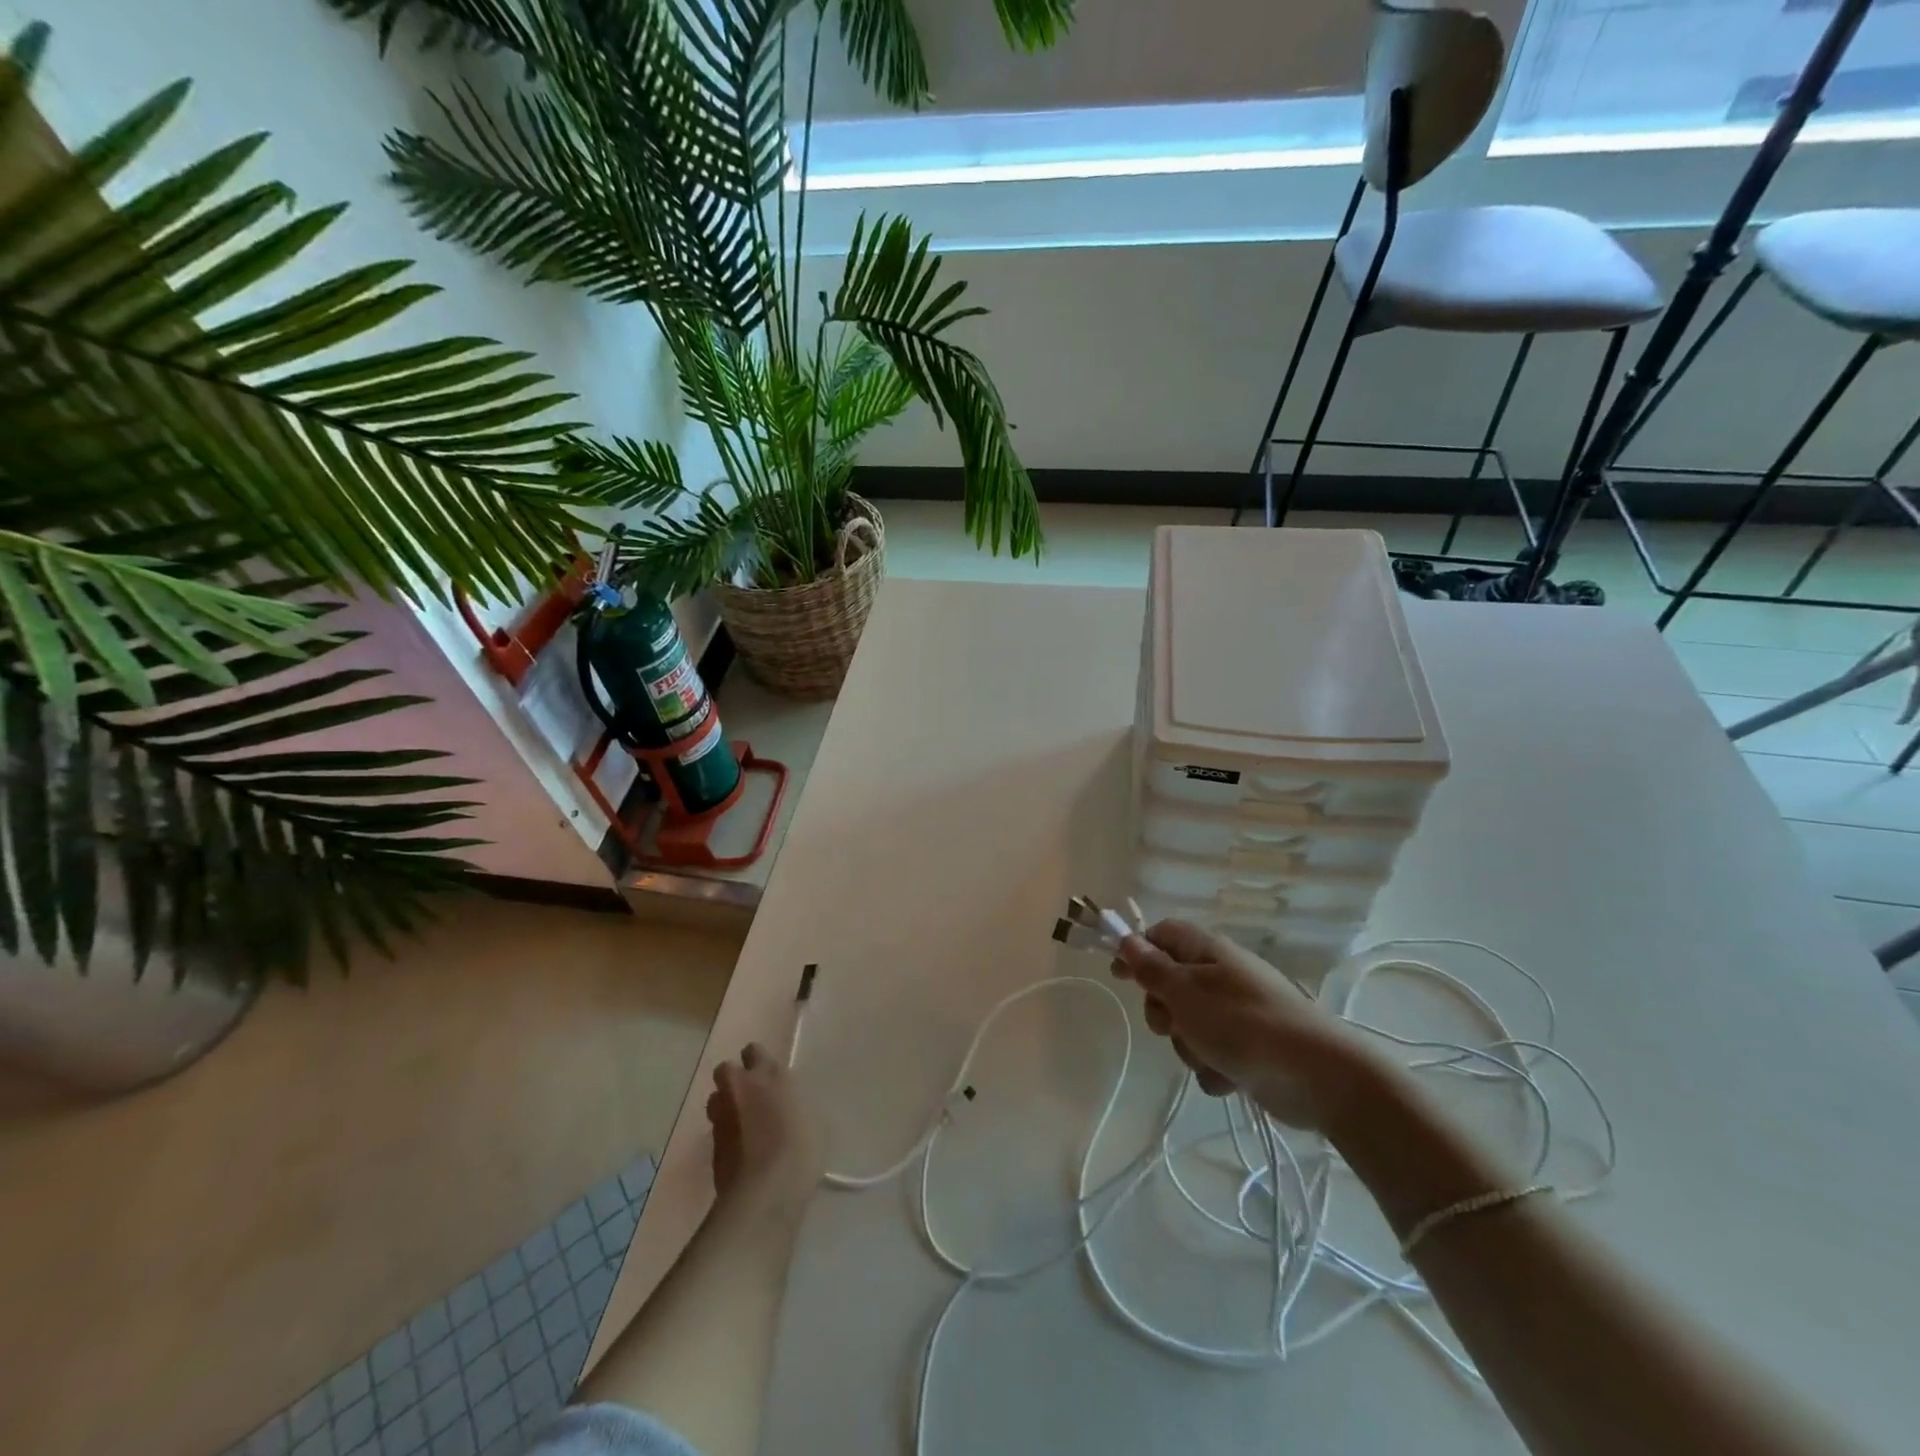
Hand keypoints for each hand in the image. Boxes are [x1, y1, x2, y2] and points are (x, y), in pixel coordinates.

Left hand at [705, 1044, 823, 1222]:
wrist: (765, 1193)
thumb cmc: (799, 1149)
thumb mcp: (813, 1119)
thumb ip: (794, 1103)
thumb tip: (786, 1105)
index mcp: (768, 1075)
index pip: (753, 1051)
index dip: (757, 1060)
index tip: (767, 1073)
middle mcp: (740, 1089)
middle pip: (725, 1070)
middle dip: (734, 1079)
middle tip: (751, 1095)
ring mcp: (722, 1118)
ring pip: (715, 1099)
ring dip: (725, 1105)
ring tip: (742, 1123)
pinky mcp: (711, 1147)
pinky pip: (717, 1130)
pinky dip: (726, 1135)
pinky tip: (741, 1150)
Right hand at [1115, 920, 1382, 1129]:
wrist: (1317, 1076)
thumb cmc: (1242, 1024)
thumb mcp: (1185, 992)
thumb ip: (1151, 968)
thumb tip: (1127, 940)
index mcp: (1207, 951)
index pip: (1162, 934)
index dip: (1137, 950)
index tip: (1118, 975)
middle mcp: (1221, 976)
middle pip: (1170, 984)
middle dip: (1163, 1010)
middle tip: (1172, 1024)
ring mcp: (1237, 1013)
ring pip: (1188, 1025)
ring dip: (1189, 1046)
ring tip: (1210, 1056)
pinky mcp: (1249, 1049)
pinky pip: (1212, 1054)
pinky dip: (1214, 1067)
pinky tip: (1230, 1077)